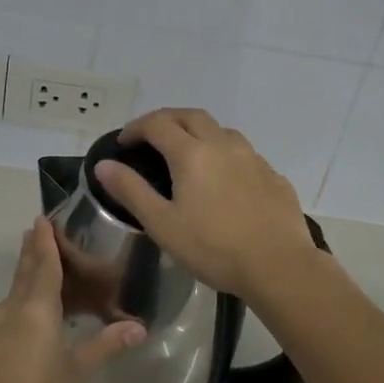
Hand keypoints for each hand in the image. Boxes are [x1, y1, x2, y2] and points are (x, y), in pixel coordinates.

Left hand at [0, 218, 146, 382]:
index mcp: (35, 309)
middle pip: (23, 273)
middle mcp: (9, 310)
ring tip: (40, 279)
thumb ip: (105, 345)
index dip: (44, 242)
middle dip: (31, 252)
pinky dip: (18, 310)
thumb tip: (139, 328)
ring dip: (25, 282)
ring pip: (12, 296)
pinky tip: (27, 325)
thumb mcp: (78, 373)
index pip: (43, 264)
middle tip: (35, 232)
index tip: (41, 219)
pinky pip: (4, 318)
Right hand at [94, 108, 318, 300]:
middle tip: (151, 137)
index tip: (123, 142)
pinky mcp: (273, 175)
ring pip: (221, 130)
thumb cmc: (214, 248)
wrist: (279, 266)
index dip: (136, 128)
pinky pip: (243, 153)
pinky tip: (224, 179)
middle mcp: (223, 144)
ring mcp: (253, 158)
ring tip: (188, 154)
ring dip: (198, 132)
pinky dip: (224, 154)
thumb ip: (131, 190)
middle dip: (167, 120)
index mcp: (192, 153)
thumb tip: (104, 165)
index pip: (157, 124)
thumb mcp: (162, 224)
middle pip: (191, 116)